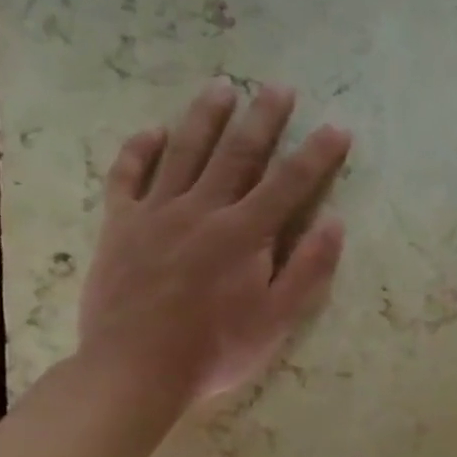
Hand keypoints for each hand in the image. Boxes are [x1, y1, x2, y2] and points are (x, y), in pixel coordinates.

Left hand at [78, 78, 350, 405]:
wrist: (135, 369)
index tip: (337, 128)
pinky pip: (127, 177)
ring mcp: (156, 213)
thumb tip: (335, 222)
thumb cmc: (217, 349)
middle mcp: (202, 210)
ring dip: (206, 117)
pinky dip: (139, 150)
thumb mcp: (278, 319)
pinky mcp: (120, 225)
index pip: (290, 183)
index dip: (317, 154)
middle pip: (238, 153)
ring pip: (184, 152)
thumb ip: (308, 268)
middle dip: (263, 118)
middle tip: (279, 87)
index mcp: (245, 234)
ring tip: (222, 86)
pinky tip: (152, 131)